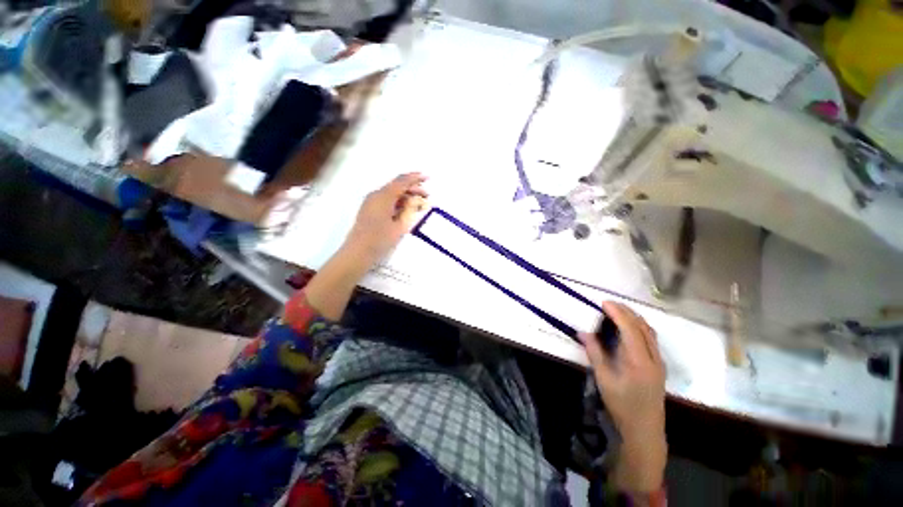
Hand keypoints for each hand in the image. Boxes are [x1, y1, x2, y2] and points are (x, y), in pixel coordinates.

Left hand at [344, 173, 427, 266]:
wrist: (358, 252)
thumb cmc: (380, 240)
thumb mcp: (400, 225)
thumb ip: (409, 209)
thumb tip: (415, 199)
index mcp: (384, 196)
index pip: (402, 181)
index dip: (415, 178)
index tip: (427, 177)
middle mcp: (376, 195)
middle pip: (397, 186)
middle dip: (412, 188)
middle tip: (426, 195)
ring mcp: (371, 201)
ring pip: (392, 193)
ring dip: (406, 196)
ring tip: (419, 203)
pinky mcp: (370, 209)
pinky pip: (386, 200)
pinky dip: (398, 201)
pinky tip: (406, 209)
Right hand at [581, 301, 666, 492]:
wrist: (645, 430)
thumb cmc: (622, 406)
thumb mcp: (604, 379)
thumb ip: (595, 353)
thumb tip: (583, 333)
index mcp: (639, 360)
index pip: (630, 328)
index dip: (617, 312)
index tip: (603, 302)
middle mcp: (653, 357)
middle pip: (643, 326)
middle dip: (626, 311)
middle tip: (608, 303)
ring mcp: (658, 362)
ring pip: (649, 332)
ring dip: (634, 318)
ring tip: (617, 311)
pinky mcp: (658, 366)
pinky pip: (651, 339)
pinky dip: (639, 327)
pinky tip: (629, 328)